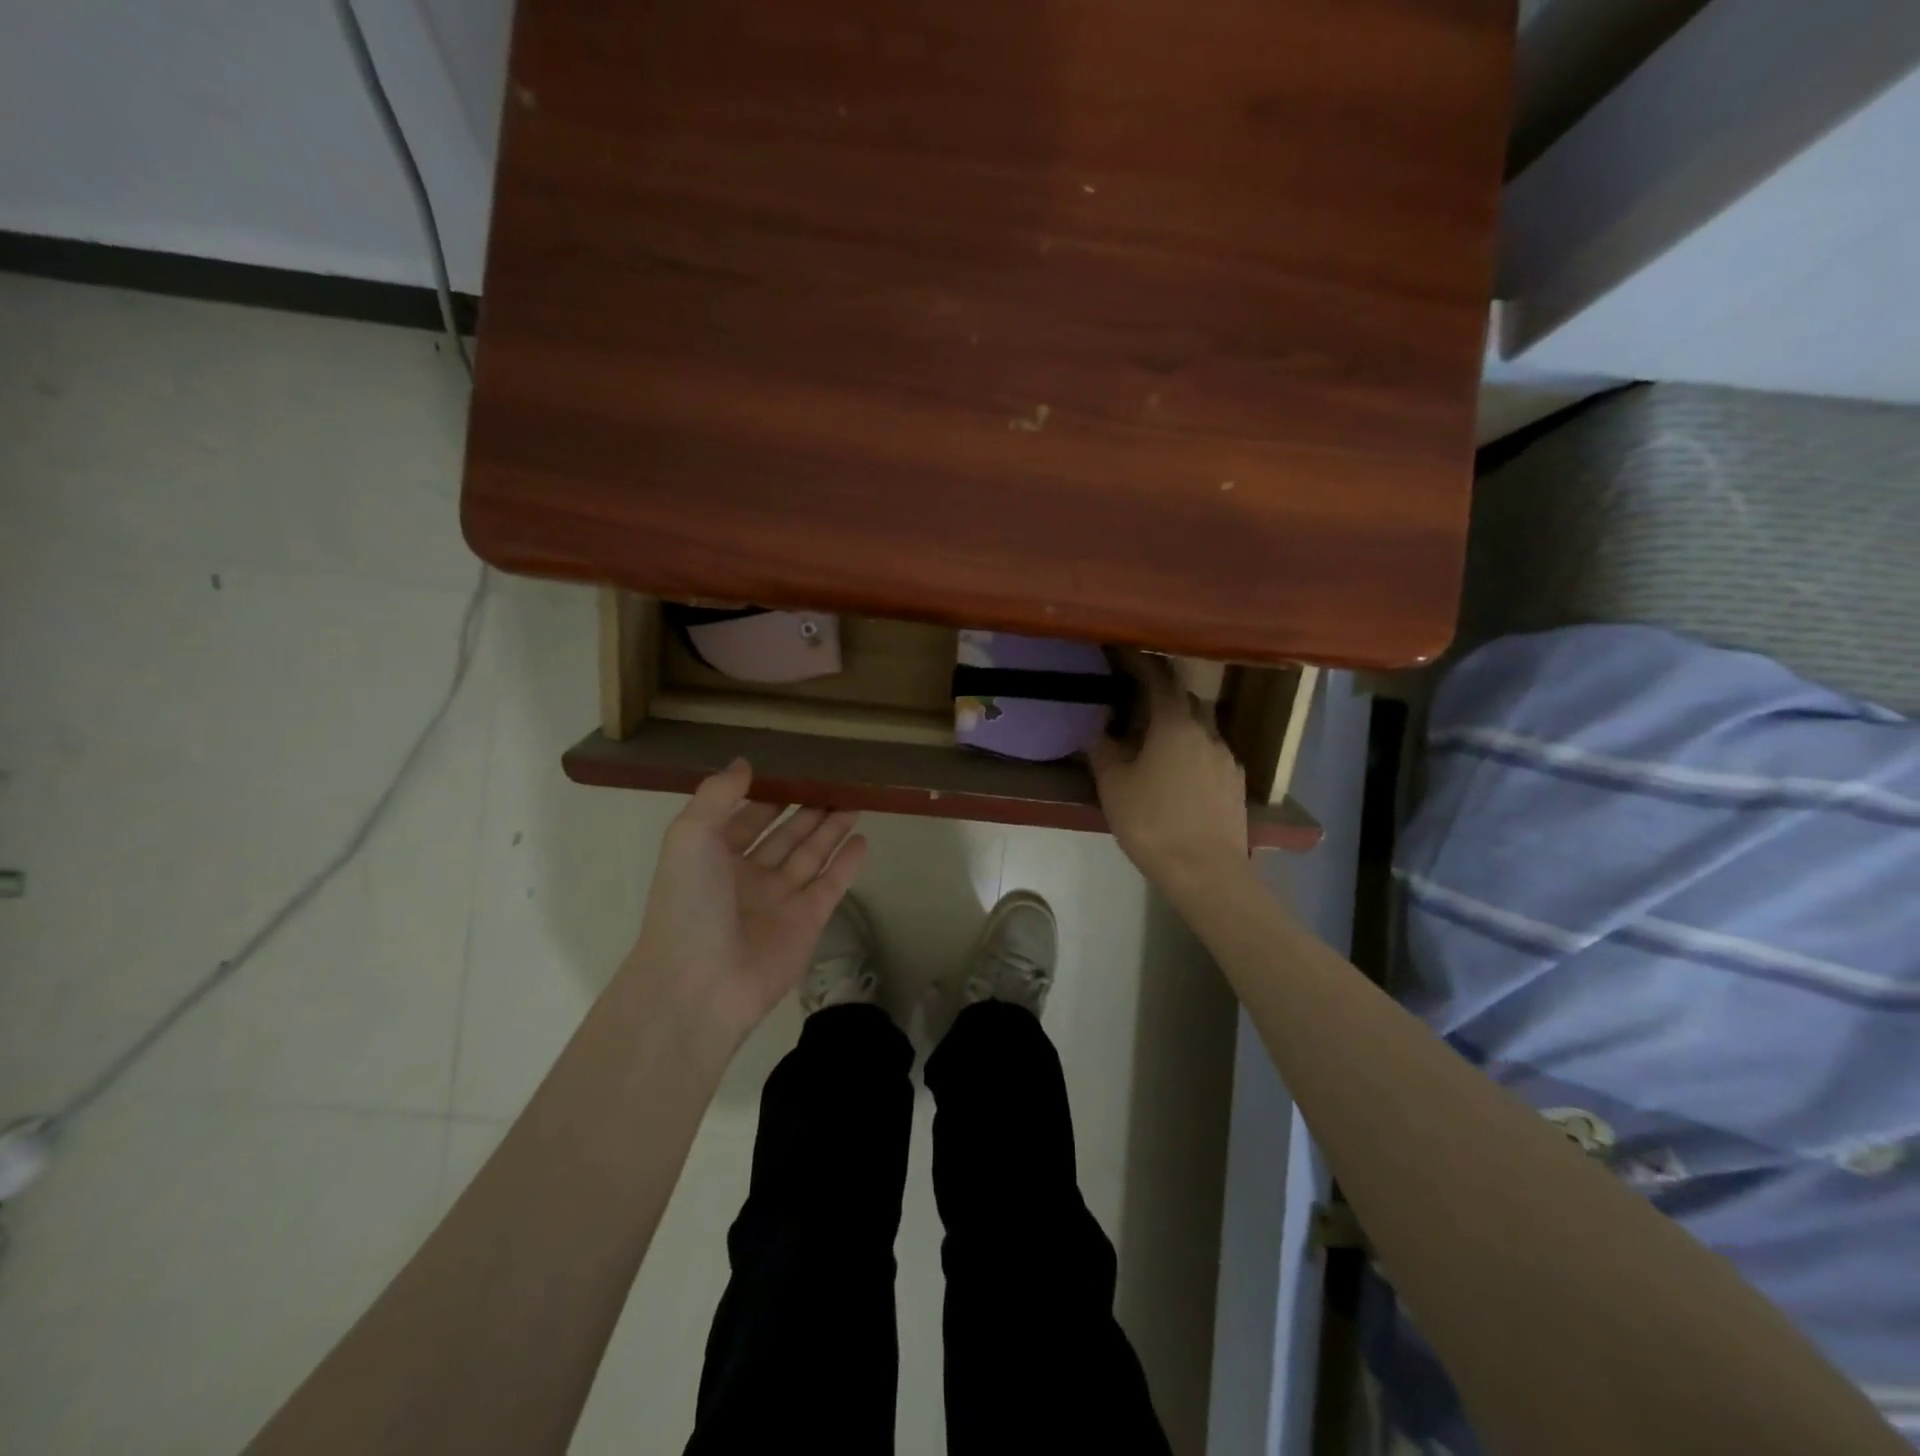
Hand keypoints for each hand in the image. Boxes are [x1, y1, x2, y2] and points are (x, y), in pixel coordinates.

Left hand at [625, 760, 866, 1041]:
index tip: (794, 770)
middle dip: (806, 810)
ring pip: (811, 855)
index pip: (746, 819)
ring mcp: (780, 900)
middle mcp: (748, 877)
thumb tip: (745, 763)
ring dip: (831, 829)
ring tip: (855, 801)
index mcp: (713, 858)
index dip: (767, 795)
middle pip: (784, 835)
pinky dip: (847, 862)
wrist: (701, 984)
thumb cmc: (689, 902)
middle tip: (836, 783)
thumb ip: (717, 794)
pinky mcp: (808, 921)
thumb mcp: (690, 835)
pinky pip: (831, 884)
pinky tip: (862, 838)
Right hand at [1089, 657, 1248, 898]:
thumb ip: (1103, 750)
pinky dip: (1194, 753)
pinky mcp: (1236, 784)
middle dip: (1163, 696)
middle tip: (1137, 703)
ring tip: (1158, 743)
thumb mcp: (1113, 787)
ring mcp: (1227, 758)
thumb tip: (1099, 727)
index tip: (1124, 654)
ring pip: (1201, 729)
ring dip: (1180, 726)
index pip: (1159, 680)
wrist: (1206, 872)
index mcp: (1175, 724)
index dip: (1141, 664)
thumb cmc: (1152, 823)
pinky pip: (1212, 755)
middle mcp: (1207, 732)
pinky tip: (1181, 775)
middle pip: (1185, 700)